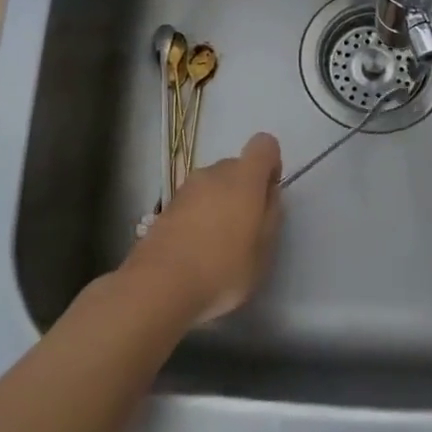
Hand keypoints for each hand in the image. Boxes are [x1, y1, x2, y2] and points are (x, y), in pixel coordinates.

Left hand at [125, 133, 282, 322]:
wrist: (159, 286)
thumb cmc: (222, 269)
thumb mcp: (264, 251)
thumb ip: (272, 215)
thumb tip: (268, 195)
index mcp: (244, 178)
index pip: (264, 145)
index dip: (271, 165)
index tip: (268, 195)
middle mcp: (213, 173)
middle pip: (237, 166)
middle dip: (245, 189)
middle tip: (245, 228)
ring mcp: (186, 189)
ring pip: (213, 185)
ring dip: (220, 204)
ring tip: (218, 244)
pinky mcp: (166, 207)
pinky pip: (193, 202)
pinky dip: (199, 217)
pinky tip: (196, 250)